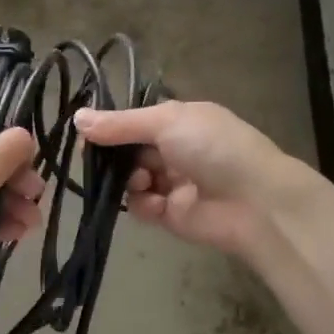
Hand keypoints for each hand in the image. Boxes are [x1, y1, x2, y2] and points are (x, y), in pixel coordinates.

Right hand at [74, 100, 316, 257]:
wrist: (255, 201)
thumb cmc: (213, 148)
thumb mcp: (166, 122)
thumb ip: (120, 124)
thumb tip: (77, 118)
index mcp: (181, 121)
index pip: (135, 122)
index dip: (110, 127)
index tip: (86, 134)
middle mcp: (176, 149)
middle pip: (130, 151)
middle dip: (114, 156)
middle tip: (93, 159)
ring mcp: (174, 183)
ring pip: (132, 180)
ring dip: (129, 180)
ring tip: (140, 181)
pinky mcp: (172, 215)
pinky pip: (143, 206)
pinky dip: (142, 204)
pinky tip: (153, 202)